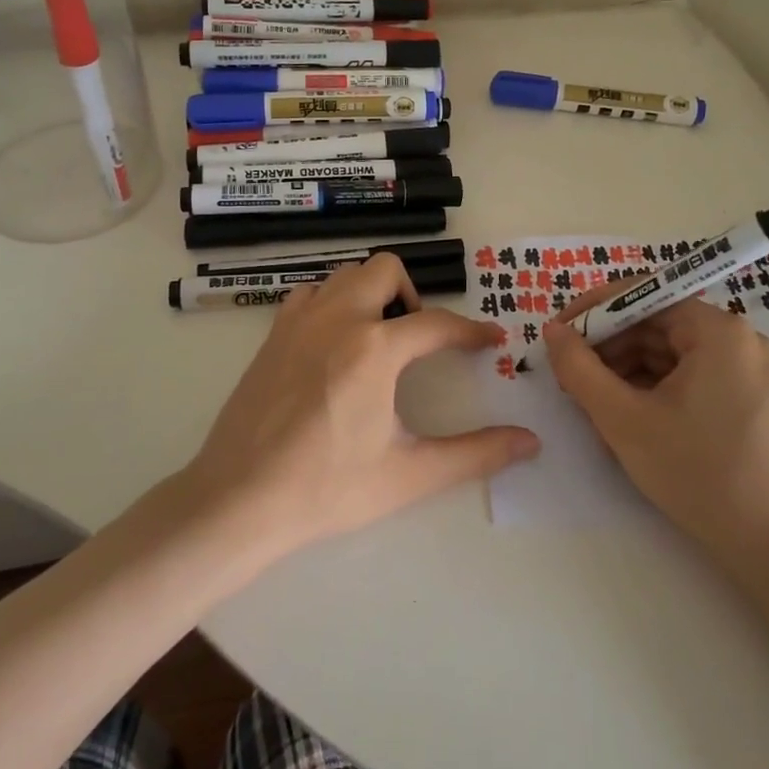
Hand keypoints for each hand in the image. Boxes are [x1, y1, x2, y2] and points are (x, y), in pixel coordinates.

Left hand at [182, 254, 539, 556]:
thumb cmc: (327, 489)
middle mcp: (337, 319)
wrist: (239, 499)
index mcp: (374, 348)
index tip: (491, 341)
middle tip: (419, 338)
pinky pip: (311, 294)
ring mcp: (299, 321)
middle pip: (386, 270)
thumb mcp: (408, 474)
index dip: (470, 332)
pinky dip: (333, 302)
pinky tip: (335, 342)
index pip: (436, 324)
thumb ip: (474, 454)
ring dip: (372, 293)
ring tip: (380, 337)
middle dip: (413, 295)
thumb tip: (530, 442)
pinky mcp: (272, 334)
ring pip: (346, 275)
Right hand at [544, 290, 768, 568]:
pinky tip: (629, 419)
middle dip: (609, 347)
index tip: (557, 334)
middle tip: (570, 378)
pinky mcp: (750, 400)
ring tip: (594, 404)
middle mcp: (740, 339)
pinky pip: (691, 377)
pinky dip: (654, 390)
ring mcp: (749, 371)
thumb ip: (579, 369)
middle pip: (657, 324)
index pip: (643, 295)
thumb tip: (553, 330)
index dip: (594, 311)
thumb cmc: (699, 475)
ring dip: (627, 371)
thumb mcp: (624, 420)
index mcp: (718, 330)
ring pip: (671, 354)